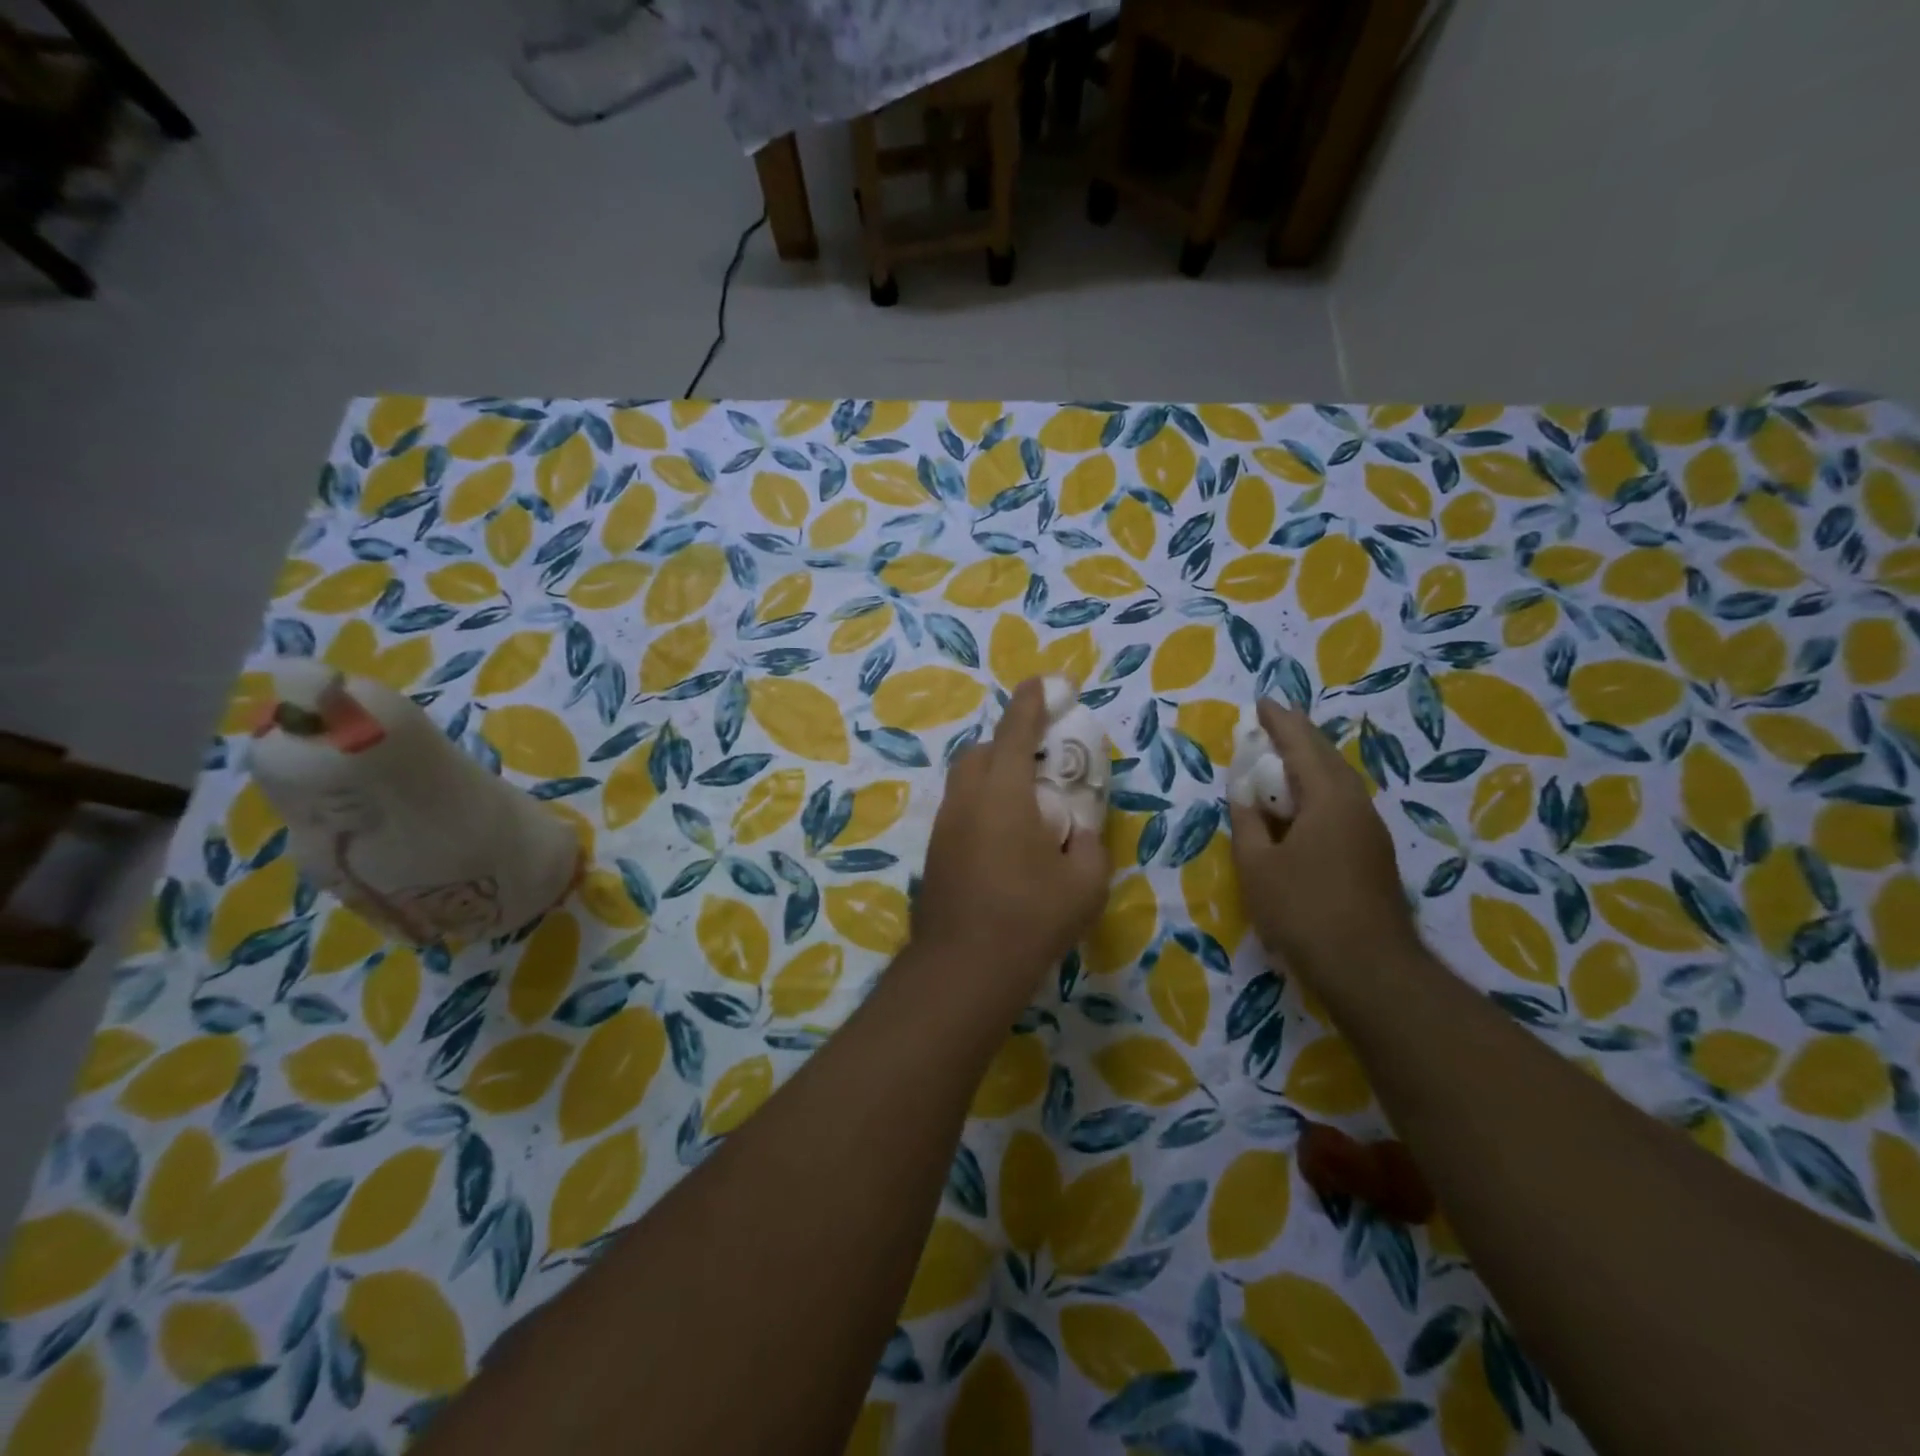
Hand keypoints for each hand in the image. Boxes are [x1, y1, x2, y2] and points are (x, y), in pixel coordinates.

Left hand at [912, 679, 1109, 1005]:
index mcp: (1003, 791)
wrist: (964, 967)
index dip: (1030, 702)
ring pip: (965, 782)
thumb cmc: (1031, 917)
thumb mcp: (1085, 881)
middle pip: (980, 752)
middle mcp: (966, 798)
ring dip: (992, 777)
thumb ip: (1087, 843)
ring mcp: (944, 825)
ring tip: (1024, 808)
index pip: (1015, 730)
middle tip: (1039, 766)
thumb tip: (1078, 831)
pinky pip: (960, 811)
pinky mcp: (934, 852)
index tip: (1042, 683)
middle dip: (1007, 744)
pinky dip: (981, 807)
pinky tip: (1003, 843)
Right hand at [1227, 700, 1417, 983]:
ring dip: (1308, 764)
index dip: (1279, 722)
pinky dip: (1316, 791)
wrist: (1369, 967)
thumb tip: (1243, 793)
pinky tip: (1300, 805)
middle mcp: (1356, 804)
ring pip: (1337, 781)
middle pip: (1325, 757)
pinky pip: (1340, 803)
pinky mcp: (1372, 853)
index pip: (1301, 745)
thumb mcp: (1257, 865)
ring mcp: (1370, 829)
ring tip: (1281, 760)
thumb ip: (1247, 822)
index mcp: (1328, 797)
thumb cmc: (1304, 909)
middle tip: (1271, 724)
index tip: (1262, 703)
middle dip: (1297, 737)